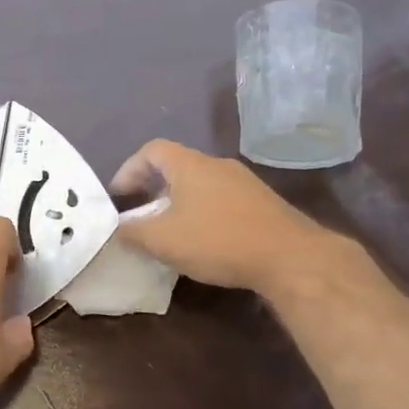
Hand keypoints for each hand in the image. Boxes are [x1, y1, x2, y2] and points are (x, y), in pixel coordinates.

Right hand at [110, 139, 340, 296]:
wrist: (290, 257)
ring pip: (201, 184)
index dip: (129, 169)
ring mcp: (244, 183)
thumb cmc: (218, 240)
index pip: (151, 150)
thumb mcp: (163, 240)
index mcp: (190, 165)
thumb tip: (118, 228)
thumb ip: (133, 232)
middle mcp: (217, 165)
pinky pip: (222, 200)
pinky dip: (204, 214)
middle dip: (154, 189)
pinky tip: (205, 242)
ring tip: (170, 231)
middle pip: (177, 166)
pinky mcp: (263, 204)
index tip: (119, 197)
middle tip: (141, 215)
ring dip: (180, 203)